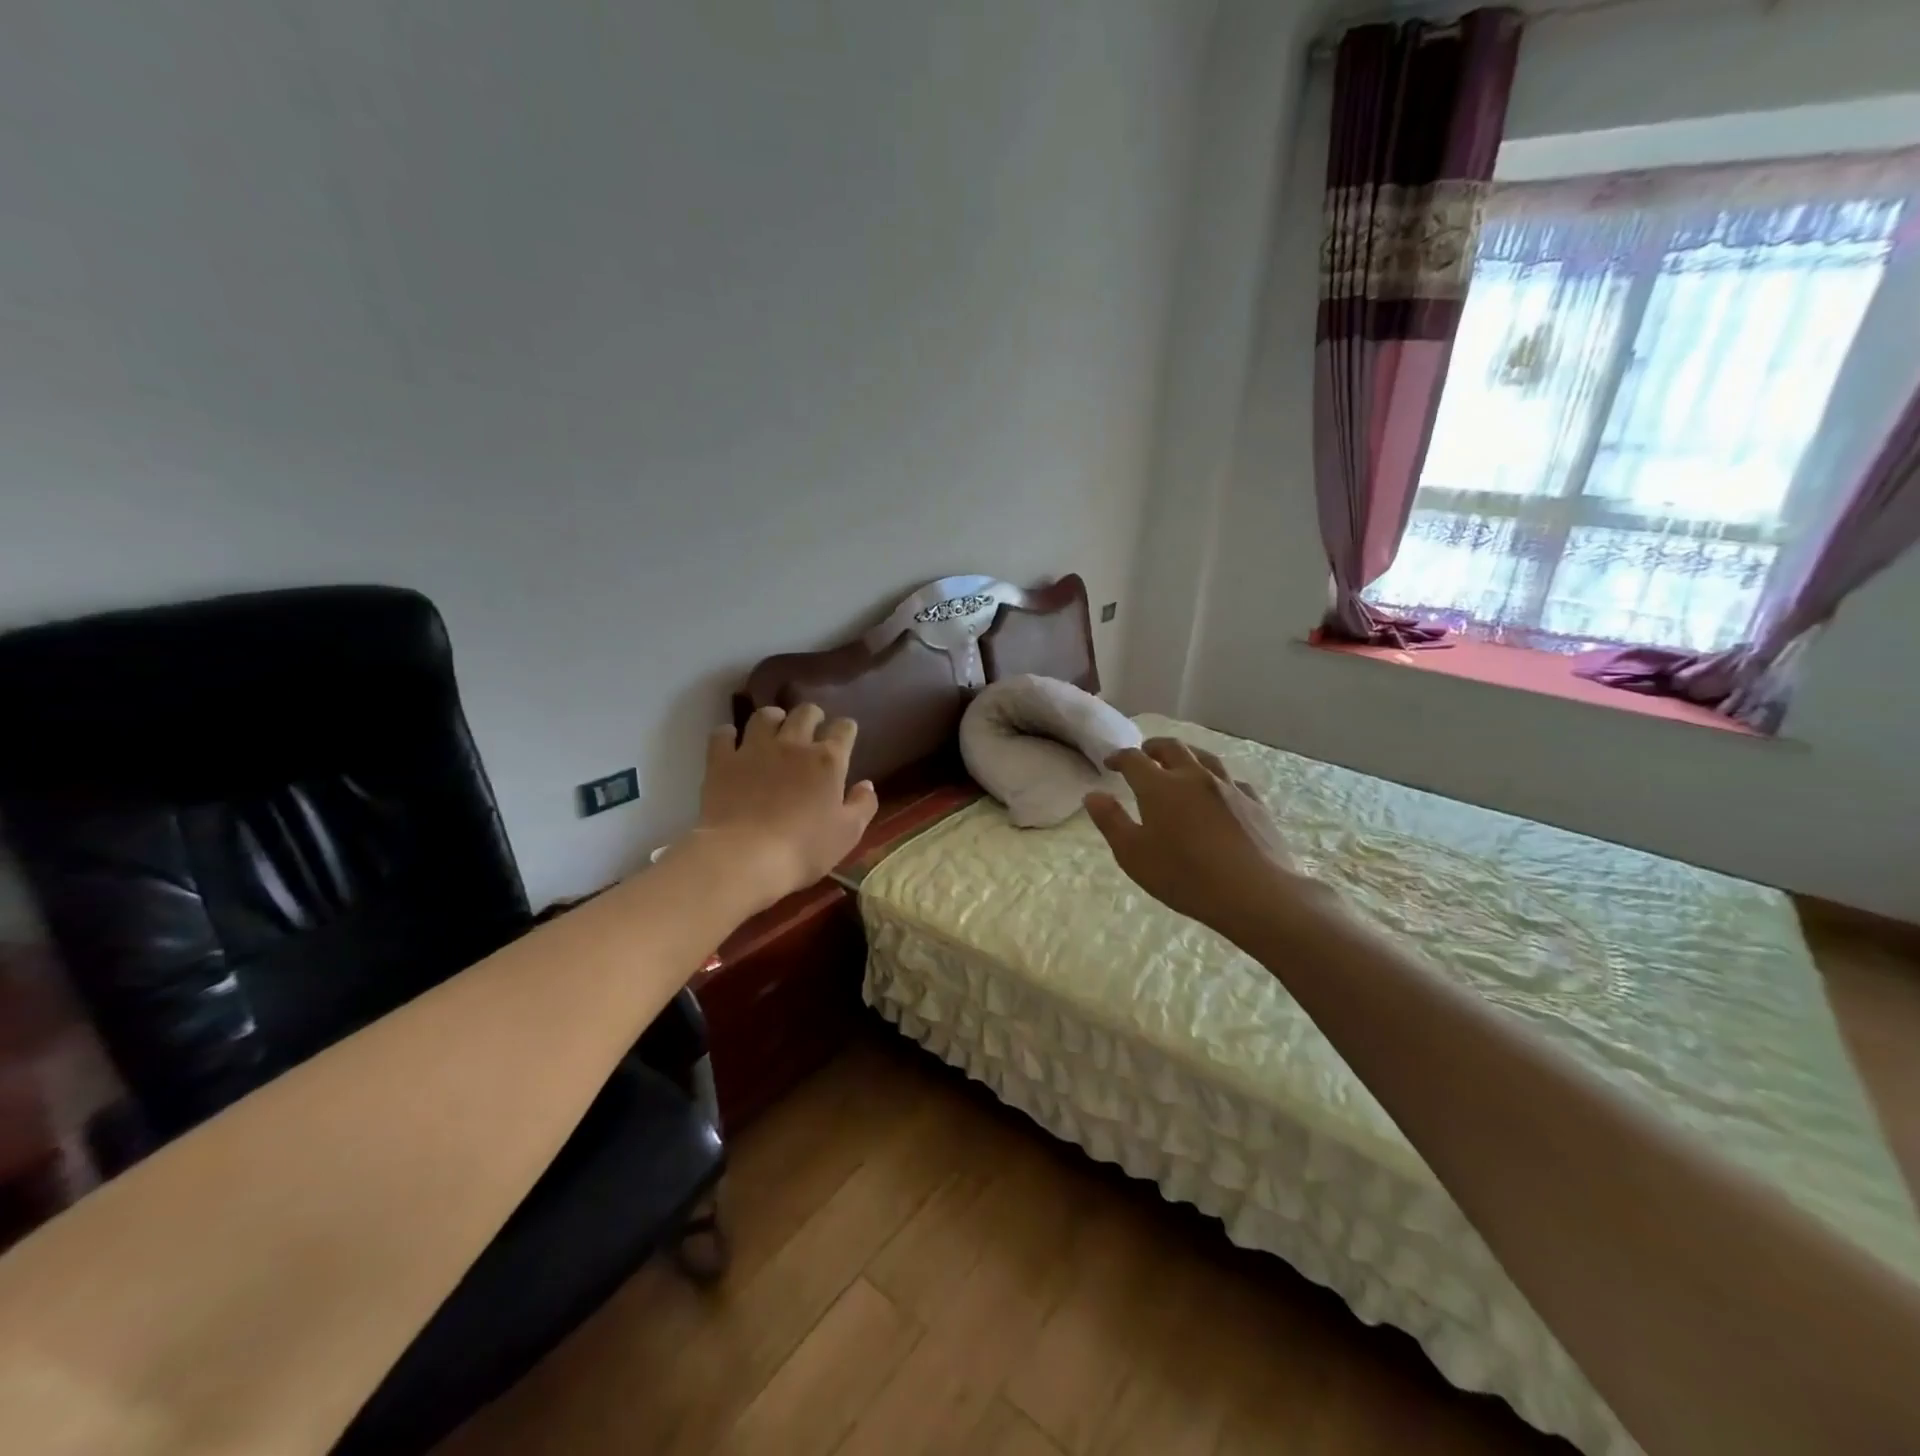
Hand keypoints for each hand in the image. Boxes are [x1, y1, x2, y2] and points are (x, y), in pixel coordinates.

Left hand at [695, 703, 878, 910]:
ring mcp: (754, 749)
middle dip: (812, 716)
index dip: (846, 729)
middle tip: (811, 729)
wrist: (745, 858)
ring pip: (765, 716)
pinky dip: (729, 735)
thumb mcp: (848, 834)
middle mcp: (793, 744)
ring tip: (773, 730)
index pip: (844, 728)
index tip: (845, 737)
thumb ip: (863, 805)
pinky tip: (732, 744)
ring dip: (773, 719)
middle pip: (805, 712)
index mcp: (828, 760)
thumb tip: (866, 784)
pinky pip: (723, 734)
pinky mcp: (722, 761)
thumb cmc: (804, 848)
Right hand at [1085, 738, 1334, 947]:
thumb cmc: (1185, 877)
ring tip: (1180, 762)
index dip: (1119, 757)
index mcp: (1160, 787)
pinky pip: (1232, 781)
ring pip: (1205, 757)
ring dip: (1187, 755)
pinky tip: (1218, 792)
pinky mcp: (1254, 804)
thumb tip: (1093, 795)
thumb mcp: (1133, 855)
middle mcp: (1194, 777)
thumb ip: (1111, 821)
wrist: (1255, 894)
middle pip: (1172, 748)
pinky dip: (1217, 779)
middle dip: (1153, 747)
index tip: (1110, 763)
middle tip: (1144, 754)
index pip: (1134, 760)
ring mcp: (1229, 788)